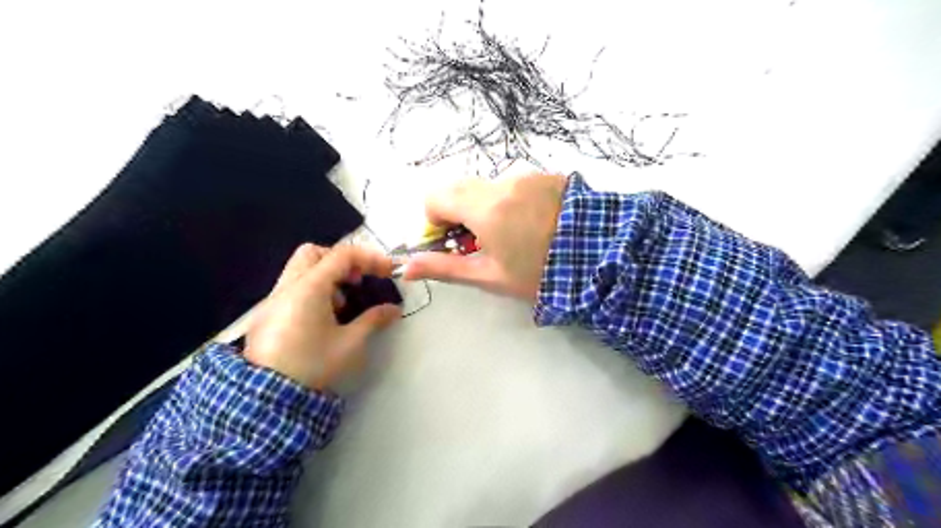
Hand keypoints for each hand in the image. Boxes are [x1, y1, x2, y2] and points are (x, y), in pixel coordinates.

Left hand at [242, 243, 398, 391]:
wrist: (267, 398)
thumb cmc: (313, 365)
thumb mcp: (350, 343)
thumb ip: (374, 320)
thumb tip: (394, 309)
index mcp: (310, 287)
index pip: (343, 255)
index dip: (370, 258)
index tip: (389, 271)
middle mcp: (288, 286)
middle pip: (314, 253)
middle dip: (341, 261)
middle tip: (357, 281)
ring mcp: (274, 299)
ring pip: (300, 269)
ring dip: (326, 276)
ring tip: (341, 305)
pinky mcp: (267, 314)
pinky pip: (292, 287)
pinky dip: (312, 290)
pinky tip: (322, 318)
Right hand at [403, 174, 564, 300]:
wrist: (601, 257)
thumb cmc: (540, 273)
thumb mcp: (490, 276)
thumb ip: (444, 268)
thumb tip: (405, 267)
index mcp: (485, 207)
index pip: (435, 197)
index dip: (434, 220)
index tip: (450, 242)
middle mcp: (502, 182)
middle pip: (459, 189)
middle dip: (458, 213)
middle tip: (479, 242)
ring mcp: (527, 175)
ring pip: (487, 187)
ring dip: (486, 207)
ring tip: (513, 236)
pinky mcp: (546, 175)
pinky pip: (513, 184)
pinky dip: (510, 200)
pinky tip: (533, 223)